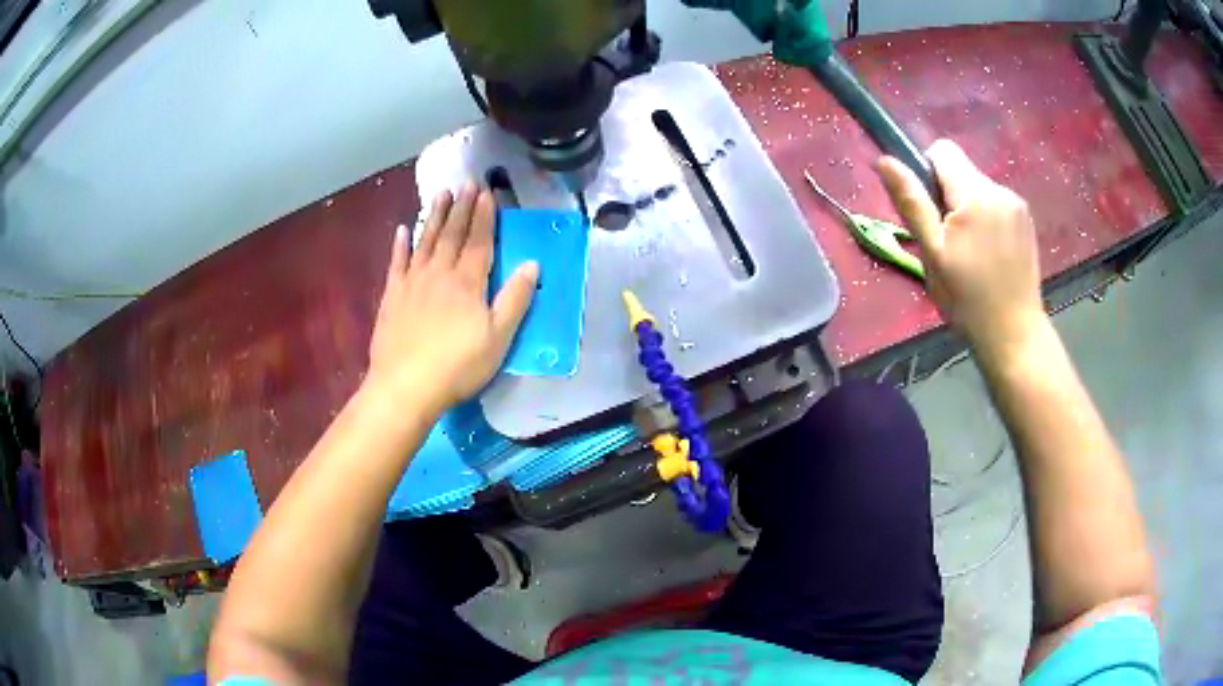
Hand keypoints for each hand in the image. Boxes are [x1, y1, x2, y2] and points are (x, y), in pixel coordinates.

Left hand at [366, 182, 537, 415]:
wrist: (405, 386)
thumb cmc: (457, 366)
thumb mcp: (498, 338)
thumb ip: (515, 299)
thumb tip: (533, 264)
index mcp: (468, 282)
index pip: (479, 240)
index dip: (485, 216)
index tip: (487, 192)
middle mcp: (439, 273)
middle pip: (452, 234)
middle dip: (461, 207)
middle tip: (466, 183)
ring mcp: (412, 282)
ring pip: (425, 240)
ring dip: (434, 216)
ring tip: (440, 194)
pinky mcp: (392, 296)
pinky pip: (397, 263)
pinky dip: (400, 245)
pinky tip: (402, 230)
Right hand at [876, 139, 1044, 355]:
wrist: (1014, 334)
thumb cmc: (968, 299)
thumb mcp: (932, 253)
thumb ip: (911, 202)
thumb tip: (884, 160)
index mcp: (975, 194)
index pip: (942, 150)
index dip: (927, 172)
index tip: (929, 210)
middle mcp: (1000, 189)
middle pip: (961, 170)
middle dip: (948, 196)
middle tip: (948, 241)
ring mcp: (1017, 205)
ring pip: (978, 188)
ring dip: (967, 208)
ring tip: (970, 252)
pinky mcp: (1026, 221)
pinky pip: (996, 203)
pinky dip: (986, 219)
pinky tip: (989, 254)